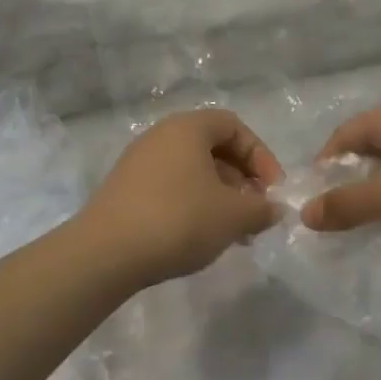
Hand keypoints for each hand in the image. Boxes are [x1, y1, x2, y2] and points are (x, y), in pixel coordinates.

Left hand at [78, 109, 282, 286]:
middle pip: (213, 147)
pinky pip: (171, 186)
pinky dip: (193, 204)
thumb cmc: (178, 220)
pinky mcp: (125, 189)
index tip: (273, 190)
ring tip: (233, 232)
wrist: (105, 253)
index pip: (234, 126)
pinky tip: (200, 236)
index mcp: (187, 128)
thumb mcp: (232, 216)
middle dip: (242, 179)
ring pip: (192, 170)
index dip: (261, 156)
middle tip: (255, 212)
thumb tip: (274, 208)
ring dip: (220, 195)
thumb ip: (261, 209)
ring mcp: (139, 162)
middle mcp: (161, 135)